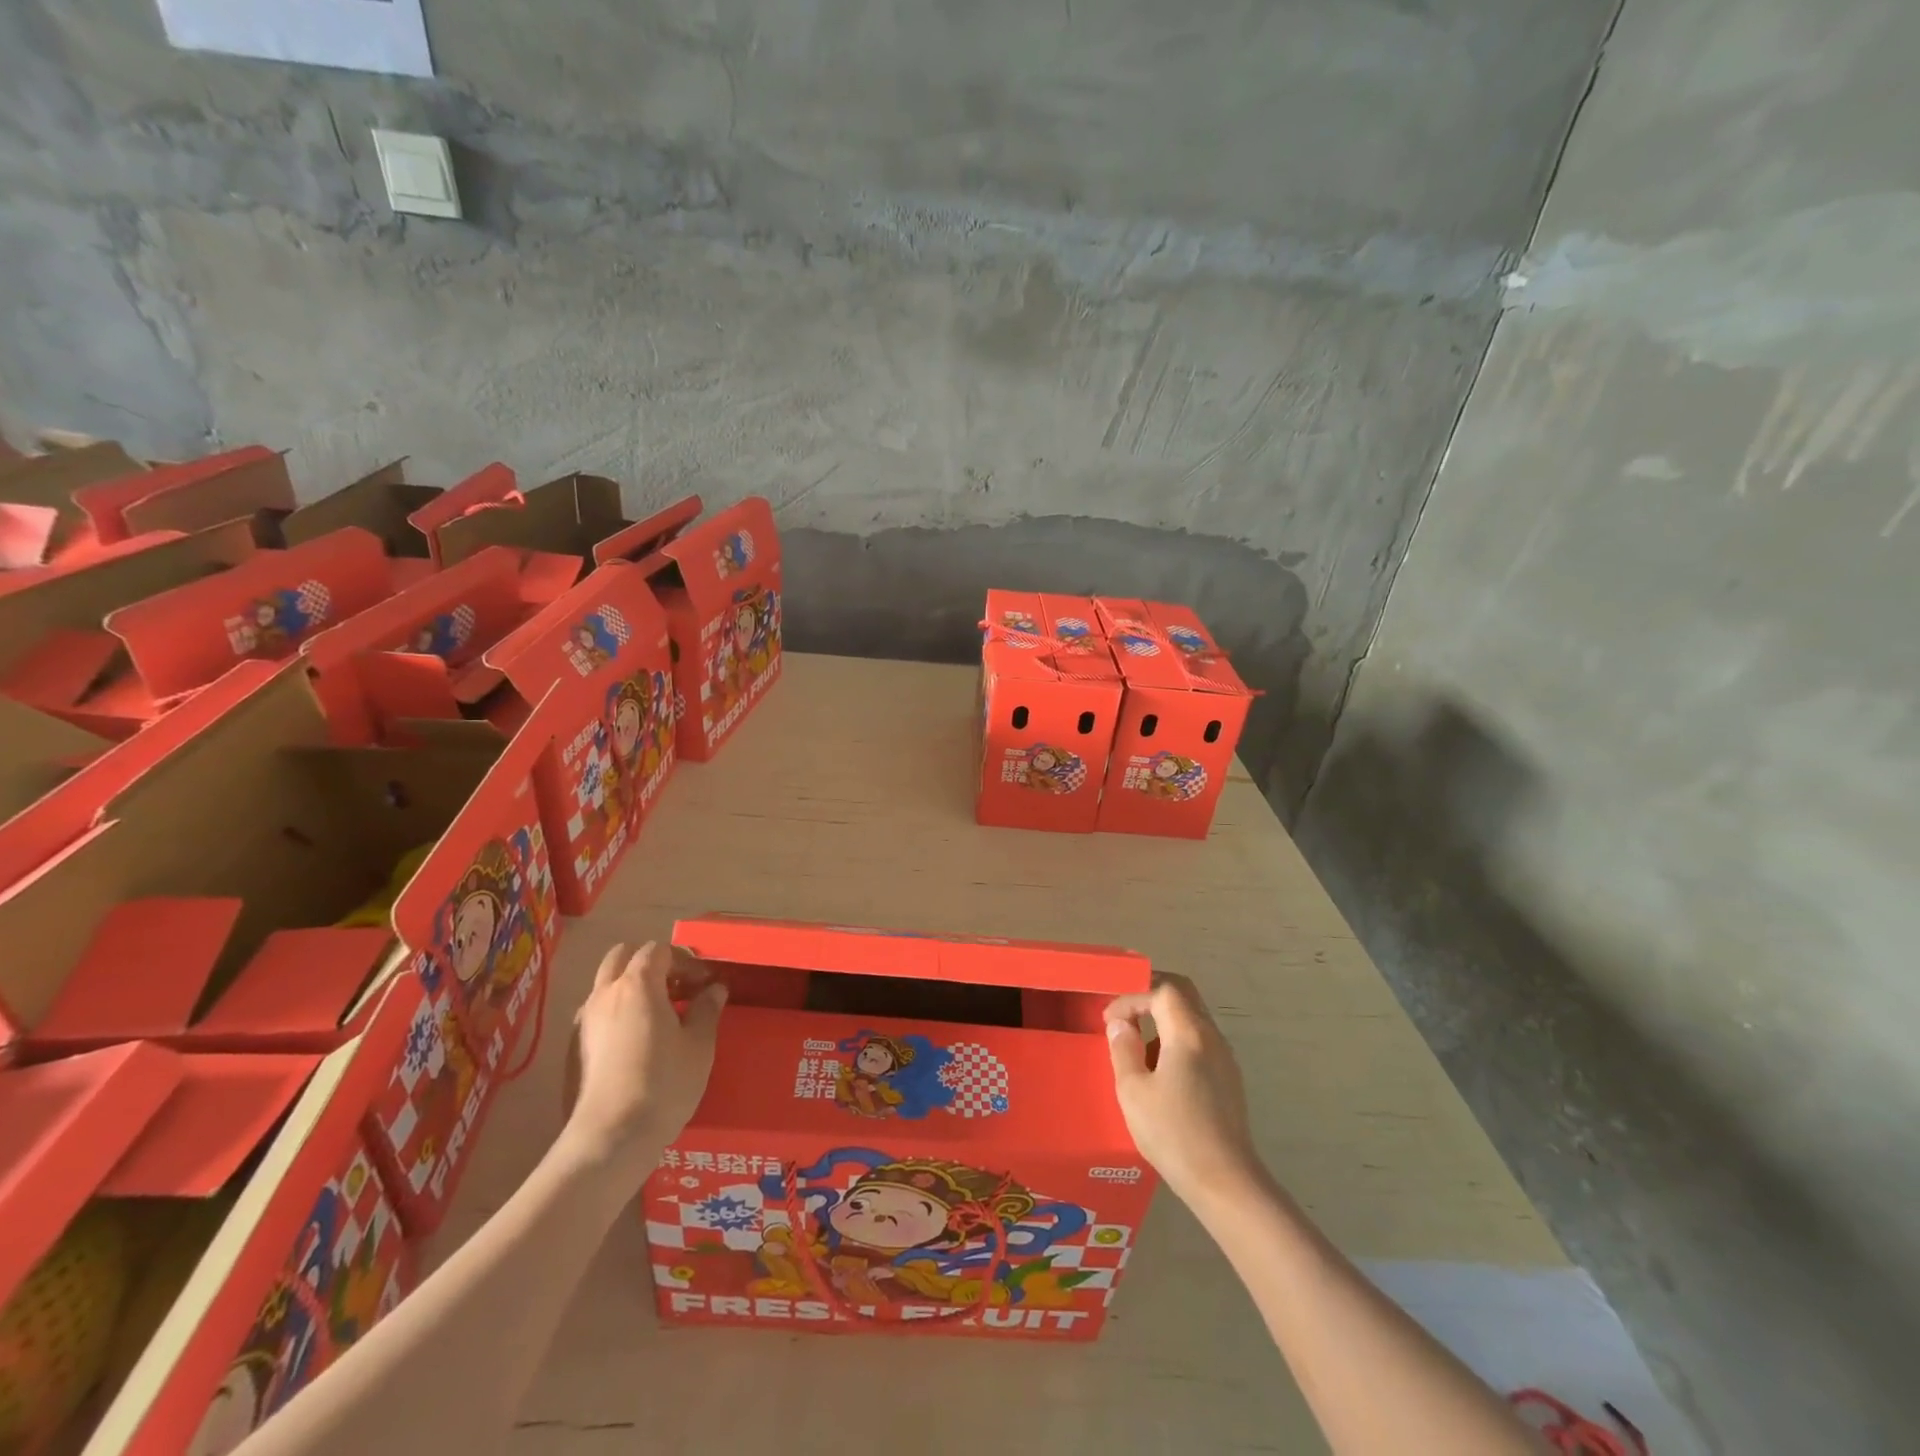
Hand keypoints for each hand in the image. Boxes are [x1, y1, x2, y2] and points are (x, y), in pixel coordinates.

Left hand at [563, 942, 725, 1170]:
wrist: (610, 1138)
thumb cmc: (664, 1083)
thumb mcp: (699, 1045)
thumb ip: (706, 1009)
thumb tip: (714, 989)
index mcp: (638, 984)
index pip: (658, 950)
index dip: (684, 960)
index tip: (703, 983)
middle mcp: (605, 994)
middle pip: (622, 956)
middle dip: (650, 963)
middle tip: (676, 989)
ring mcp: (584, 1022)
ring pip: (605, 985)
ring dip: (630, 988)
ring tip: (658, 1016)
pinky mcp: (573, 1050)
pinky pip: (596, 1014)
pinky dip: (616, 1013)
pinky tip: (635, 1043)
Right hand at [1105, 975, 1265, 1211]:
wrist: (1225, 1183)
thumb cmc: (1173, 1133)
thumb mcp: (1133, 1090)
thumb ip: (1123, 1049)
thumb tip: (1120, 1024)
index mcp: (1188, 1033)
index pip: (1161, 989)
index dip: (1132, 996)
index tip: (1109, 1020)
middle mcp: (1211, 1037)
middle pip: (1183, 993)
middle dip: (1150, 994)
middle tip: (1123, 1011)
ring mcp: (1224, 1058)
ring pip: (1192, 1017)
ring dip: (1162, 1018)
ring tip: (1135, 1044)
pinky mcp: (1228, 1080)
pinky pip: (1199, 1041)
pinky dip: (1175, 1039)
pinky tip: (1158, 1071)